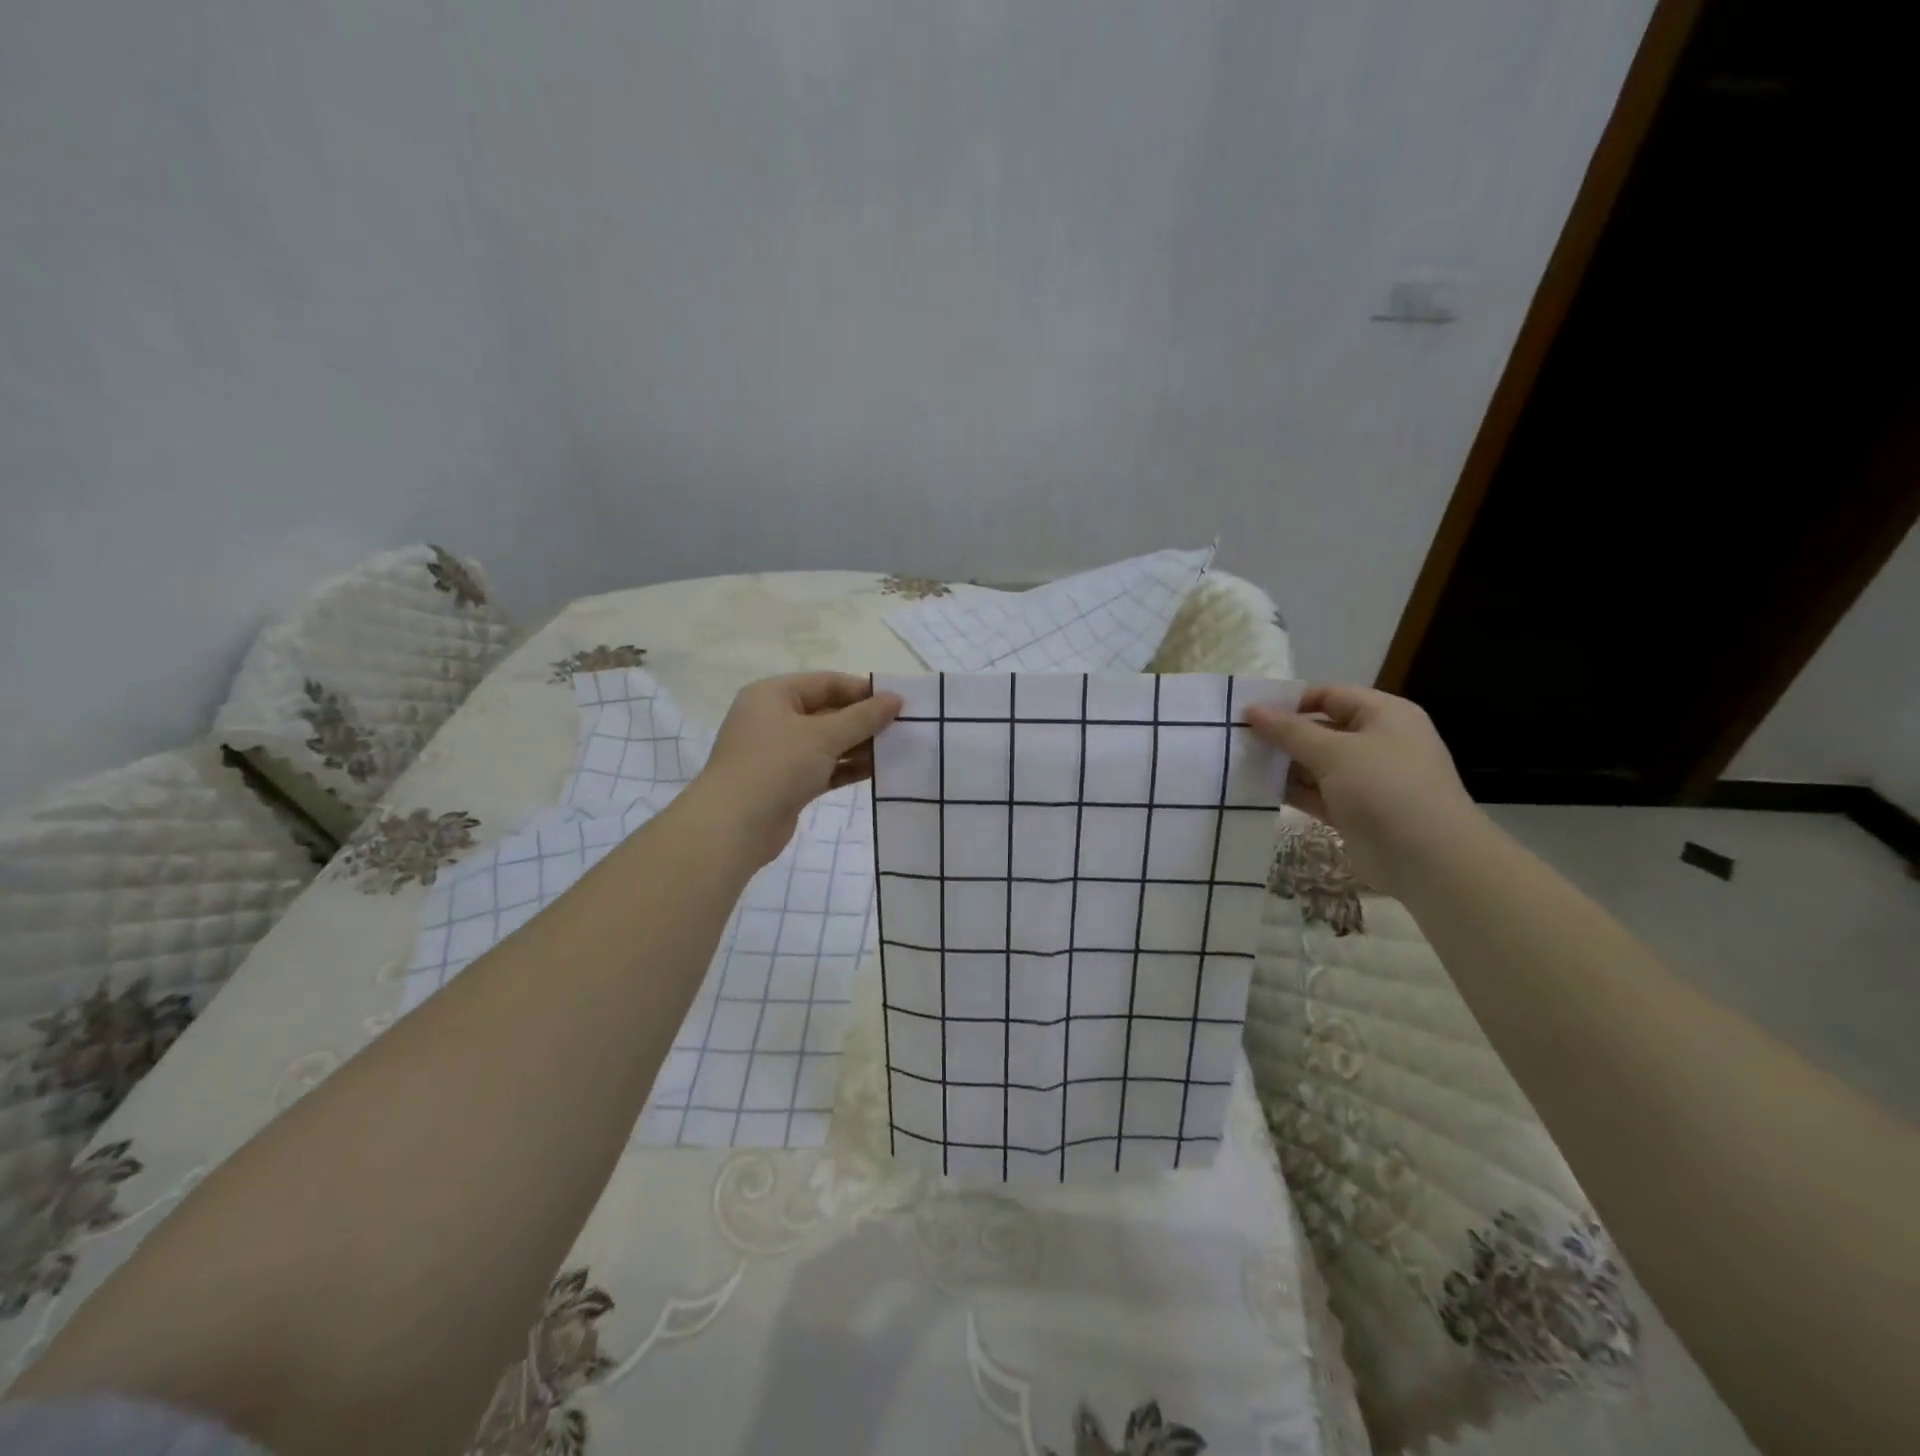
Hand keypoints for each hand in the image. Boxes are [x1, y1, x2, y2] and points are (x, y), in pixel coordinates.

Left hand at [689, 673, 902, 865]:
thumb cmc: (776, 766)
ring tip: (898, 749)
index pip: (826, 682)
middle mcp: (773, 719)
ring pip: (827, 742)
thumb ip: (863, 717)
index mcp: (773, 694)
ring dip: (860, 745)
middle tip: (904, 727)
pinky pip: (824, 767)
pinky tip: (878, 770)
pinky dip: (847, 768)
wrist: (734, 827)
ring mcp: (779, 753)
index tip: (899, 701)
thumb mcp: (823, 735)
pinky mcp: (787, 783)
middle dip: (864, 720)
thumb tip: (896, 699)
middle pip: (827, 712)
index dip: (863, 690)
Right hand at [1245, 684, 1483, 893]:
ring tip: (1240, 764)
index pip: (1329, 695)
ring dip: (1282, 764)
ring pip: (1315, 764)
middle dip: (1281, 735)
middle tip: (1237, 739)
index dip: (1289, 701)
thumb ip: (1289, 731)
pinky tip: (1257, 789)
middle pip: (1320, 729)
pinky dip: (1291, 790)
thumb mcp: (1333, 752)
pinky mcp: (1354, 811)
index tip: (1249, 712)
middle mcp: (1377, 742)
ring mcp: (1366, 779)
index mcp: (1384, 715)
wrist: (1428, 859)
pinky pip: (1316, 793)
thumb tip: (1252, 709)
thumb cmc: (1385, 789)